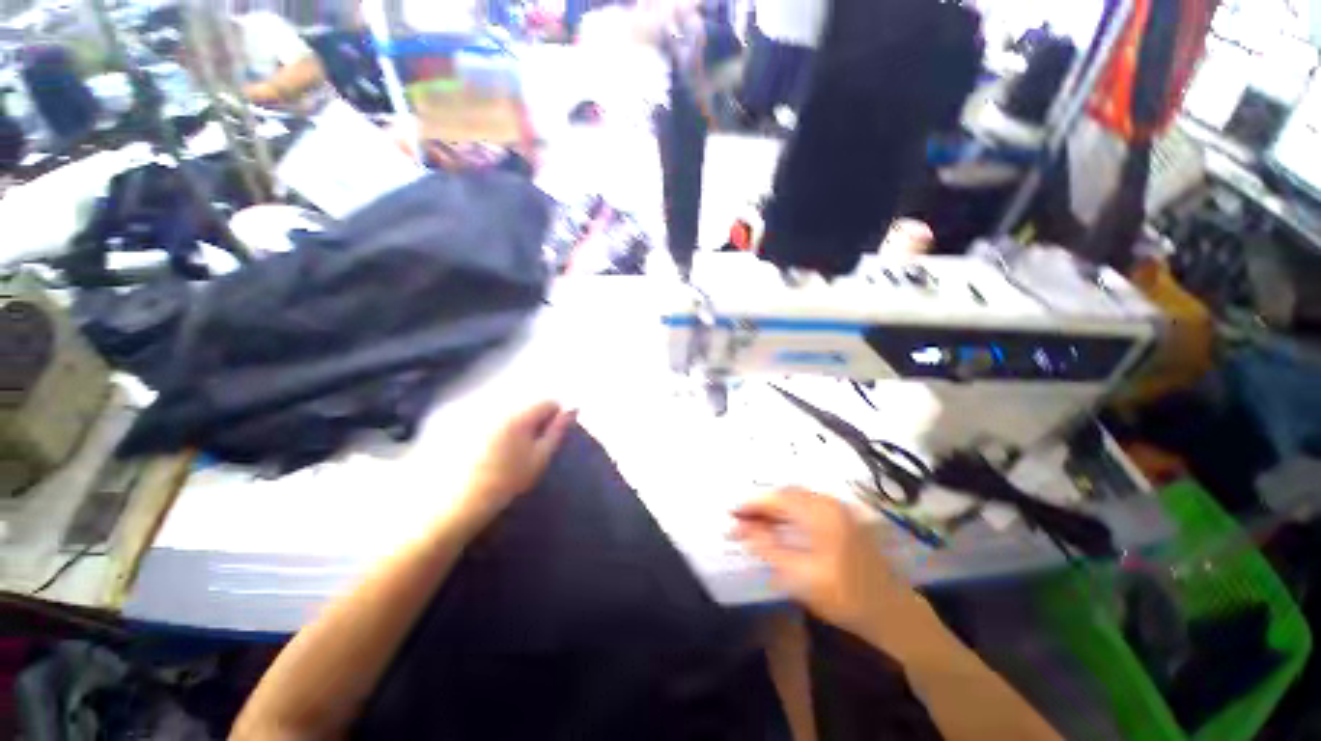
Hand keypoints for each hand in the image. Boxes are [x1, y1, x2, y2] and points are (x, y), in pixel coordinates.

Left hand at [460, 401, 576, 527]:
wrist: (460, 500)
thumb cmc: (507, 480)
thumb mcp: (540, 457)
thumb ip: (558, 430)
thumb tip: (573, 409)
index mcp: (521, 415)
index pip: (549, 402)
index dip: (555, 418)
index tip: (549, 439)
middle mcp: (501, 408)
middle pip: (528, 405)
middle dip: (534, 421)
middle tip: (530, 447)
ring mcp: (482, 415)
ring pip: (511, 412)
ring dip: (517, 425)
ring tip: (511, 451)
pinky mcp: (466, 425)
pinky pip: (493, 419)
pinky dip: (498, 430)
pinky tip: (491, 451)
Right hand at [731, 488, 923, 634]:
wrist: (892, 612)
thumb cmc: (844, 597)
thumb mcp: (799, 575)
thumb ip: (767, 547)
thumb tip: (740, 527)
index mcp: (821, 513)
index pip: (777, 498)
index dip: (751, 504)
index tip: (730, 514)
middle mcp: (829, 502)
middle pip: (785, 494)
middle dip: (760, 505)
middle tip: (739, 520)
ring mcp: (838, 508)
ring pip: (795, 498)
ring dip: (773, 508)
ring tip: (753, 524)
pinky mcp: (841, 517)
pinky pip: (806, 506)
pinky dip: (787, 513)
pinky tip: (778, 526)